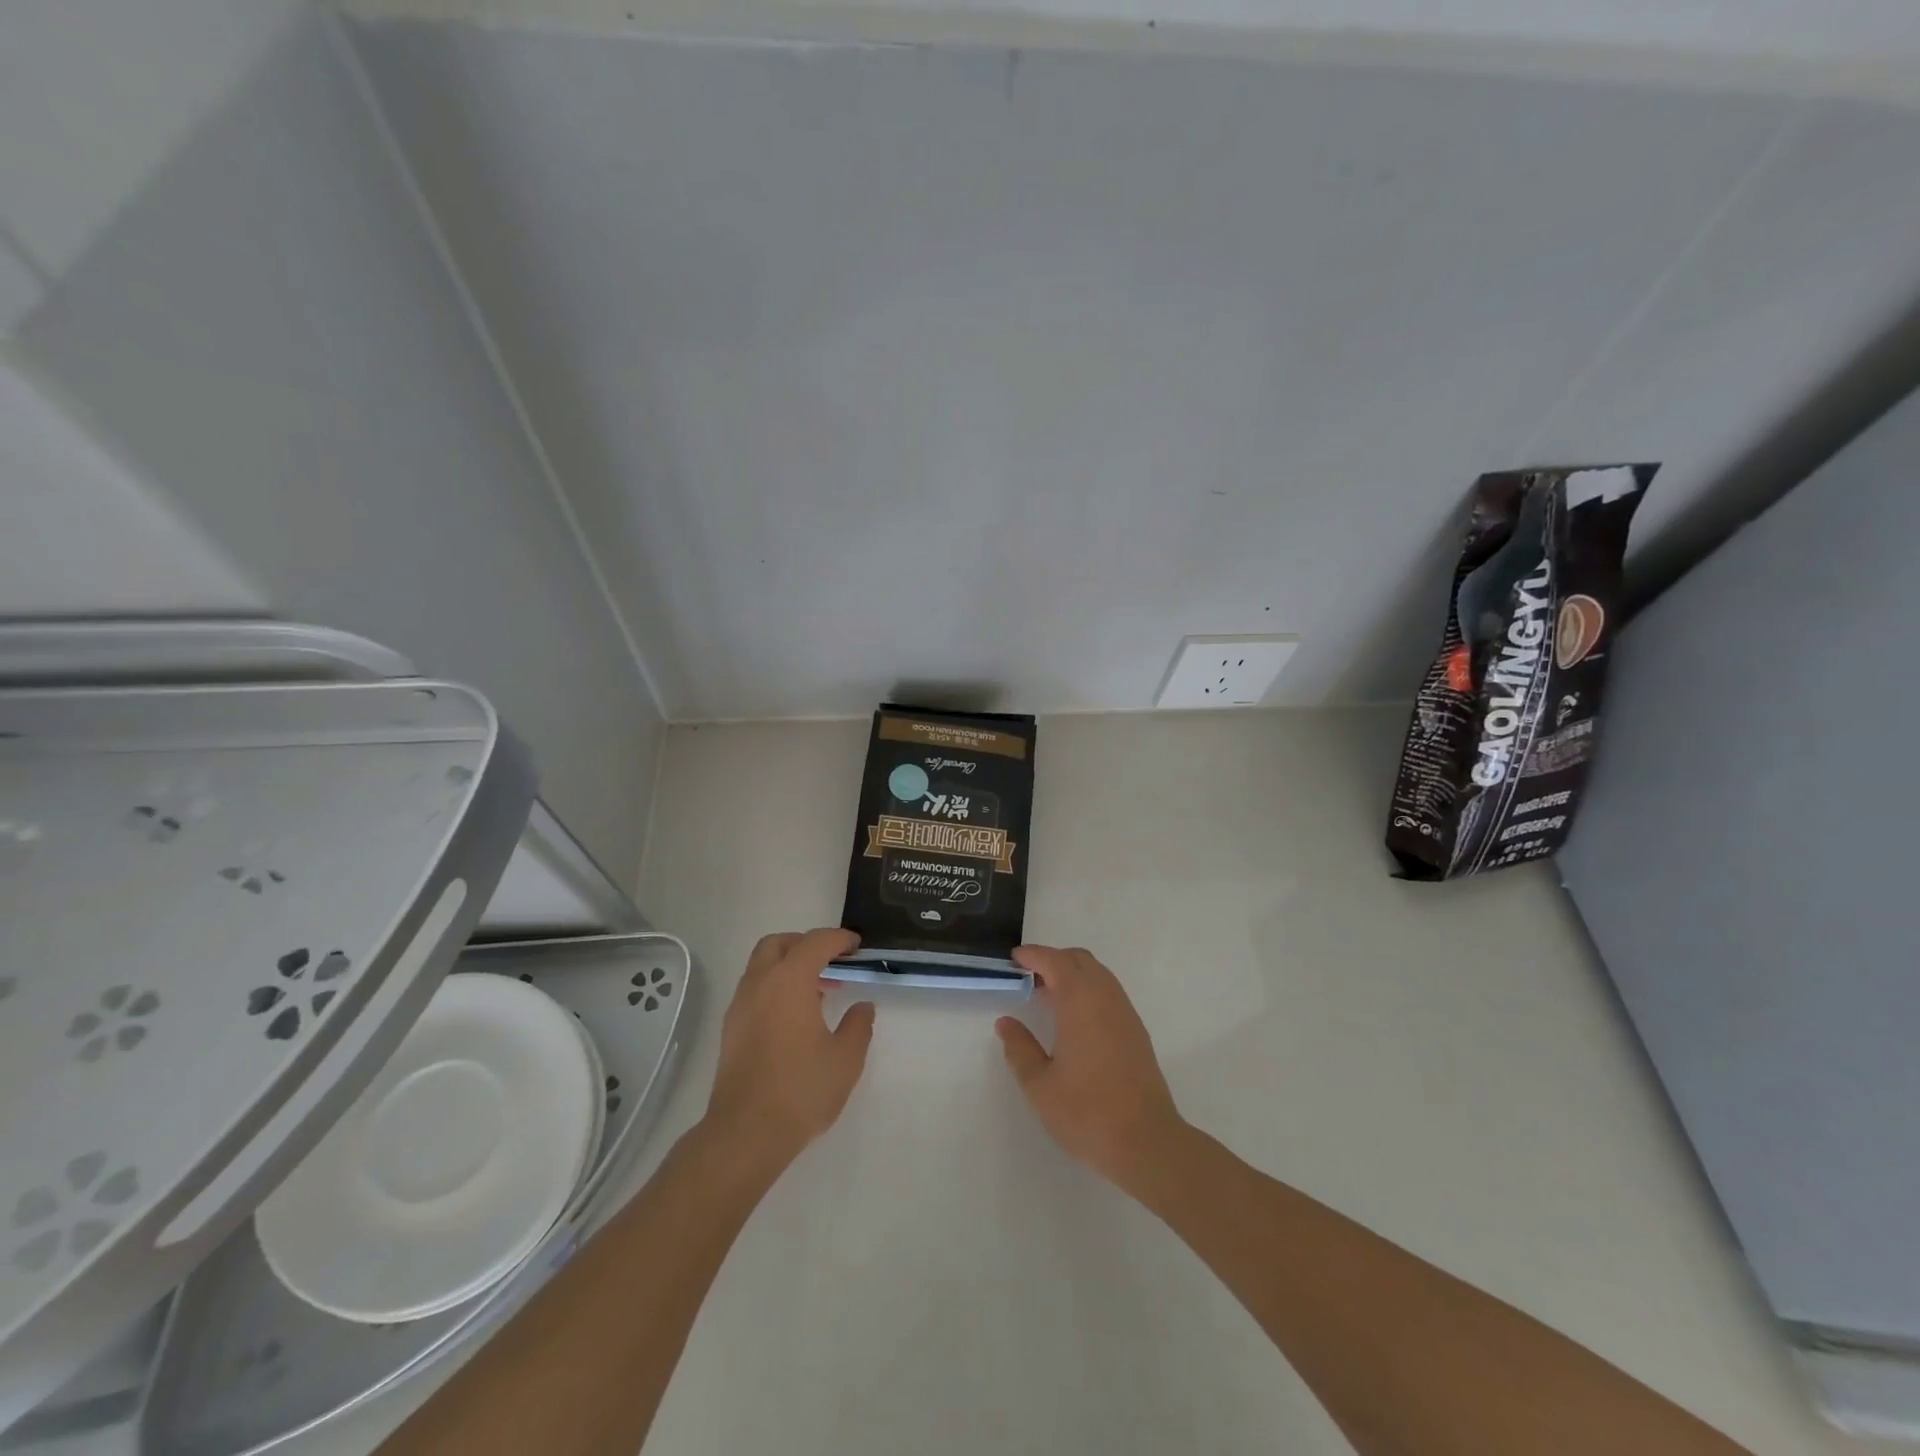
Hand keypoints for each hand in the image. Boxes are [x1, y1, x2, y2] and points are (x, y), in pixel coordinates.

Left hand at [703, 929, 875, 1174]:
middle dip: (805, 944)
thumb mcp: (845, 1059)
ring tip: (818, 991)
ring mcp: (740, 1006)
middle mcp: (759, 984)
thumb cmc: (801, 1090)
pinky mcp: (731, 1029)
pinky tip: (795, 1016)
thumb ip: (858, 1025)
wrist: (745, 1134)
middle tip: (831, 961)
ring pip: (761, 966)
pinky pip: (754, 989)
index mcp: (789, 981)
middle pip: (778, 944)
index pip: (815, 942)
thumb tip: (862, 1007)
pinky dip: (775, 987)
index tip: (857, 947)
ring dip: (788, 966)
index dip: (839, 939)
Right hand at [995, 945, 1187, 1192]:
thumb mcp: (1039, 1084)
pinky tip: (1074, 1020)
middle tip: (1028, 977)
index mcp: (1080, 1001)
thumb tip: (1006, 1023)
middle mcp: (1106, 997)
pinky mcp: (1136, 1032)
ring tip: (1048, 997)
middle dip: (1053, 960)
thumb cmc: (1087, 1112)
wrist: (1147, 1142)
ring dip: (1072, 975)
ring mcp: (1125, 1013)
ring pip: (1098, 975)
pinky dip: (1088, 990)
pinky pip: (1109, 993)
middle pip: (1079, 960)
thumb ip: (1019, 1048)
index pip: (1055, 961)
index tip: (1014, 960)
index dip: (1033, 955)